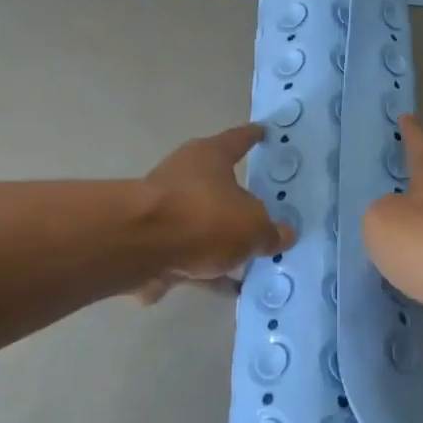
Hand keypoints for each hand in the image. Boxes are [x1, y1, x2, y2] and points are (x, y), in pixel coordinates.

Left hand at [137, 124, 294, 304]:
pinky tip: (227, 290)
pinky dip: (205, 271)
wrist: (140, 247)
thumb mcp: (252, 227)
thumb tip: (283, 234)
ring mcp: (163, 211)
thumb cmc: (204, 218)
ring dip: (220, 244)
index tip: (262, 132)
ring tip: (251, 264)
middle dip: (237, 203)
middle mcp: (184, 176)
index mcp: (210, 157)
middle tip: (263, 216)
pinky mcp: (151, 244)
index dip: (252, 137)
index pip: (237, 140)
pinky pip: (188, 258)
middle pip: (217, 187)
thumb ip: (269, 232)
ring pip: (201, 226)